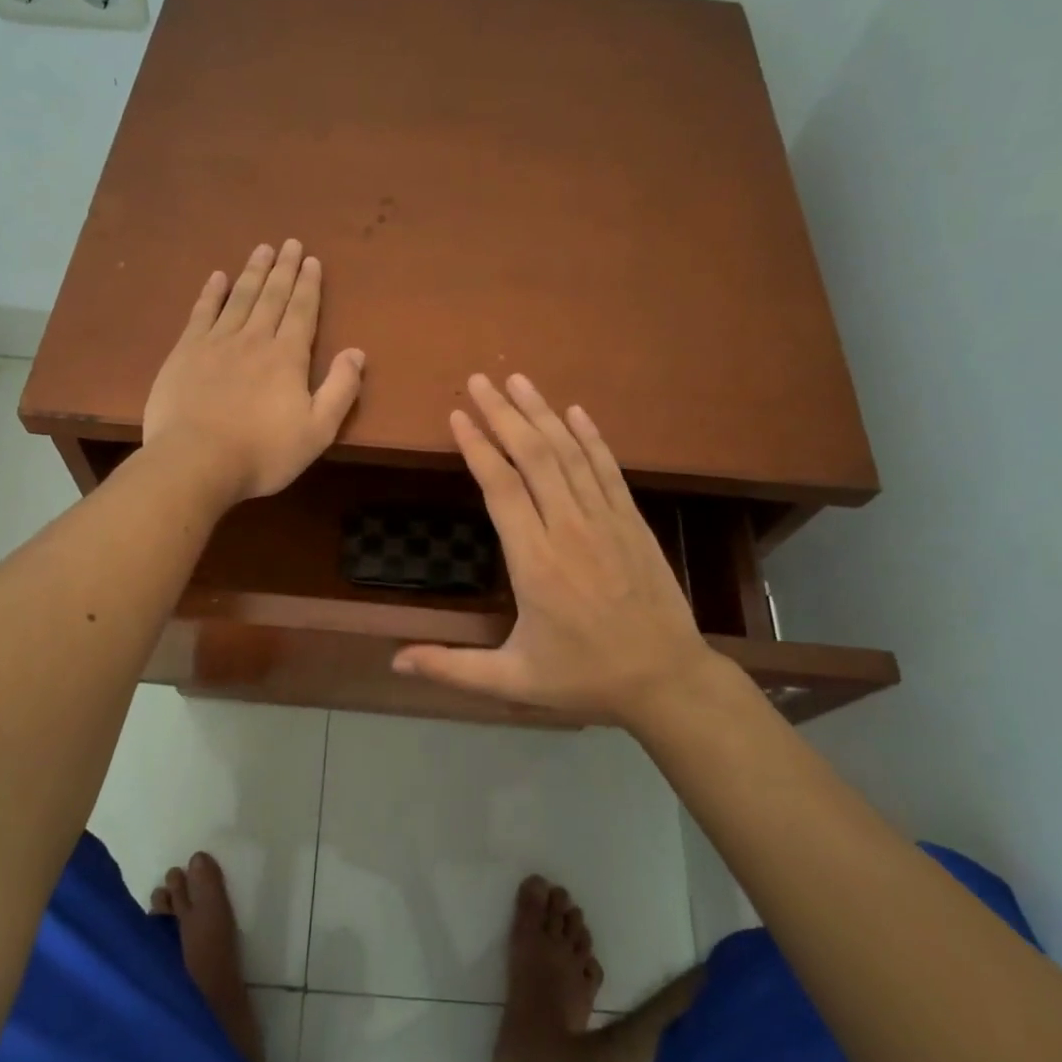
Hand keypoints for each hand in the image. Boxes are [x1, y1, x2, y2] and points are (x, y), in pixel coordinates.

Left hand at [142, 240, 365, 504]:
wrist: (196, 461)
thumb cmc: (263, 453)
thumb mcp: (317, 431)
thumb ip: (340, 390)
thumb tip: (357, 352)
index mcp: (288, 358)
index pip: (302, 312)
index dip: (309, 285)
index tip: (312, 260)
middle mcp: (254, 339)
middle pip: (272, 296)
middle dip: (284, 269)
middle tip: (290, 243)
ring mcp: (216, 343)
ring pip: (239, 298)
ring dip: (252, 272)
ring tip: (262, 249)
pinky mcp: (185, 353)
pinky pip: (201, 313)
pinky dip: (211, 293)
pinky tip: (217, 277)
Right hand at [393, 373, 734, 729]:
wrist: (667, 679)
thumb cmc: (584, 677)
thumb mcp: (512, 681)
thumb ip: (451, 668)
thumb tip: (395, 661)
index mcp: (534, 563)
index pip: (501, 488)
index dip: (478, 447)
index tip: (458, 415)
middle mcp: (569, 530)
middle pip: (534, 457)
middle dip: (504, 414)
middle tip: (480, 380)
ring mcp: (606, 521)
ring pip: (570, 454)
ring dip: (542, 414)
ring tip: (518, 381)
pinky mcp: (632, 522)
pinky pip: (607, 469)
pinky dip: (591, 437)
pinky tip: (575, 412)